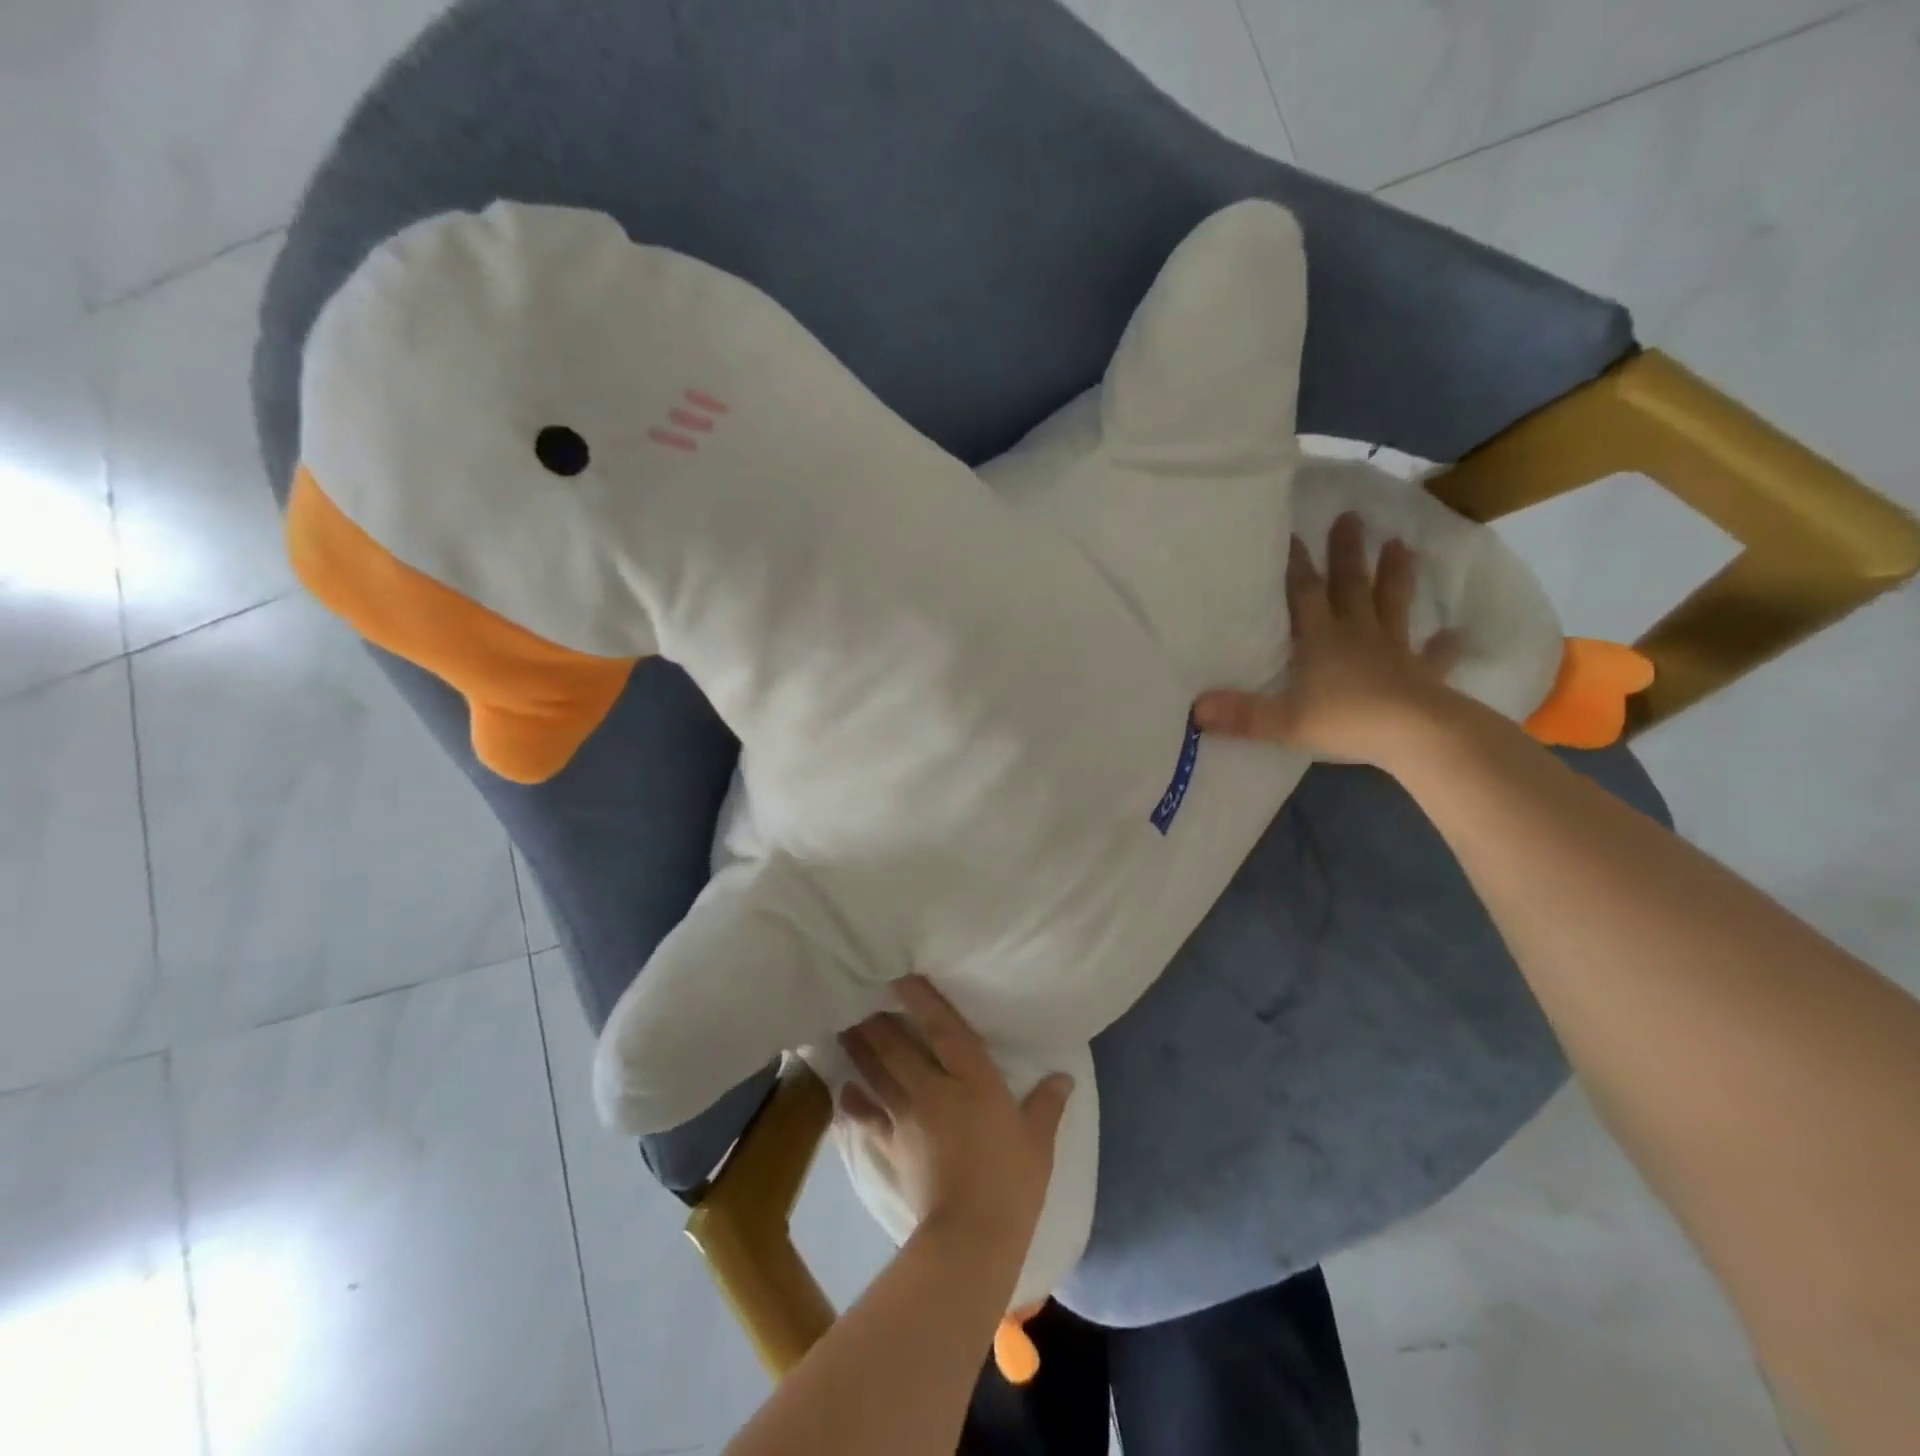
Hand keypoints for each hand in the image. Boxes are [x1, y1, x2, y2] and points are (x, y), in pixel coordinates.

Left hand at [838, 977, 1073, 1250]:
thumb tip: (1064, 1076)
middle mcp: (934, 1088)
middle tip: (860, 999)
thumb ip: (1047, 1103)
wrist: (972, 1235)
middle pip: (898, 1046)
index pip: (944, 1029)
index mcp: (973, 1079)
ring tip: (845, 1030)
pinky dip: (852, 1104)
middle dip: (878, 1021)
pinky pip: (865, 1118)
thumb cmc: (1012, 1181)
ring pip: (877, 1073)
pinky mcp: (891, 1146)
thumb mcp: (1038, 1140)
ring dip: (859, 1050)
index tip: (901, 977)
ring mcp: (907, 1117)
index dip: (922, 1000)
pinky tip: (842, 1092)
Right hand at [1193, 512, 1461, 767]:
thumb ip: (1241, 715)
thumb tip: (1195, 710)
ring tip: (1401, 544)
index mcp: (1321, 639)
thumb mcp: (1282, 721)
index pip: (1305, 593)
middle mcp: (1357, 634)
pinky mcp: (1423, 674)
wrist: (1415, 736)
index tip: (1293, 532)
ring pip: (1393, 604)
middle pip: (1351, 585)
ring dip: (1396, 575)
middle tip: (1352, 517)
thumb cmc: (1345, 721)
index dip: (1297, 563)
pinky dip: (1445, 645)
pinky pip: (1435, 655)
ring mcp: (1394, 651)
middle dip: (1349, 552)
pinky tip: (1457, 633)